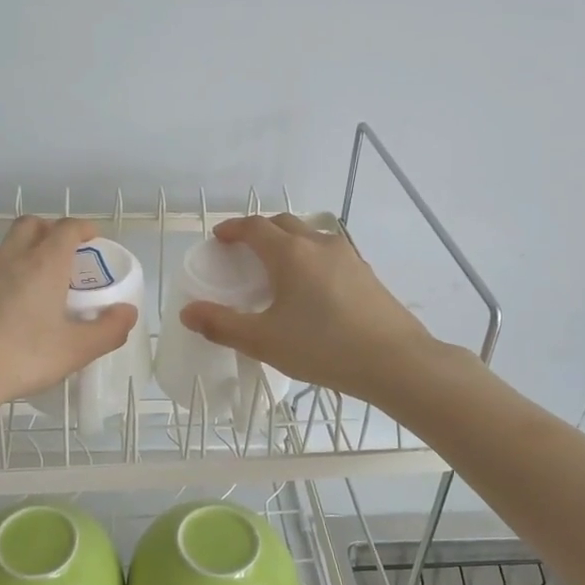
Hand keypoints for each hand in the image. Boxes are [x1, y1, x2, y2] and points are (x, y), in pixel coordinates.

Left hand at [0, 216, 137, 424]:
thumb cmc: (21, 358)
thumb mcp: (75, 351)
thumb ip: (108, 330)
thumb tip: (128, 312)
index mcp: (43, 264)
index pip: (68, 228)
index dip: (83, 228)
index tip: (92, 238)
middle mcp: (8, 257)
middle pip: (30, 225)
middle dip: (48, 230)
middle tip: (60, 254)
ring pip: (0, 250)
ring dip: (17, 255)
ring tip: (27, 287)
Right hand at [178, 214, 440, 404]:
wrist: (396, 361)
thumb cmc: (324, 348)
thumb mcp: (264, 341)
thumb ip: (222, 325)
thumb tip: (187, 312)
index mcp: (289, 253)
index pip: (253, 227)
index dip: (232, 229)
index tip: (219, 238)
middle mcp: (318, 243)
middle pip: (282, 223)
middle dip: (259, 231)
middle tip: (244, 251)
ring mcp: (347, 256)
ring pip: (309, 235)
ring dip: (287, 241)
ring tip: (276, 268)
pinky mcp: (365, 273)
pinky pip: (328, 252)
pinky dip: (309, 257)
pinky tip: (311, 288)